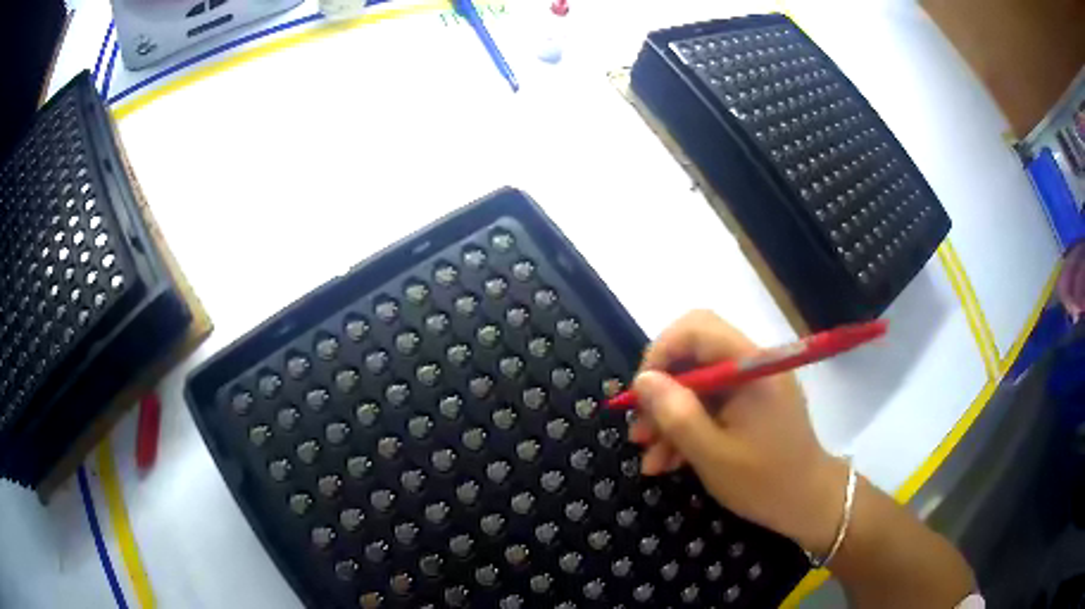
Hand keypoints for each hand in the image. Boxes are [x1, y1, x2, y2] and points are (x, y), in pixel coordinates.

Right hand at [628, 310, 847, 554]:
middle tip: (640, 433)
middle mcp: (752, 366)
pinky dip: (689, 428)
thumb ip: (677, 414)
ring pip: (698, 385)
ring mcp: (753, 386)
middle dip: (661, 392)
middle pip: (694, 356)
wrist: (810, 503)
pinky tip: (670, 462)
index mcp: (751, 367)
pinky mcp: (752, 405)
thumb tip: (643, 380)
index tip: (641, 395)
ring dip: (670, 417)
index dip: (660, 353)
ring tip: (651, 460)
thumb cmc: (765, 481)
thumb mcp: (712, 454)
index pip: (696, 328)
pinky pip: (712, 405)